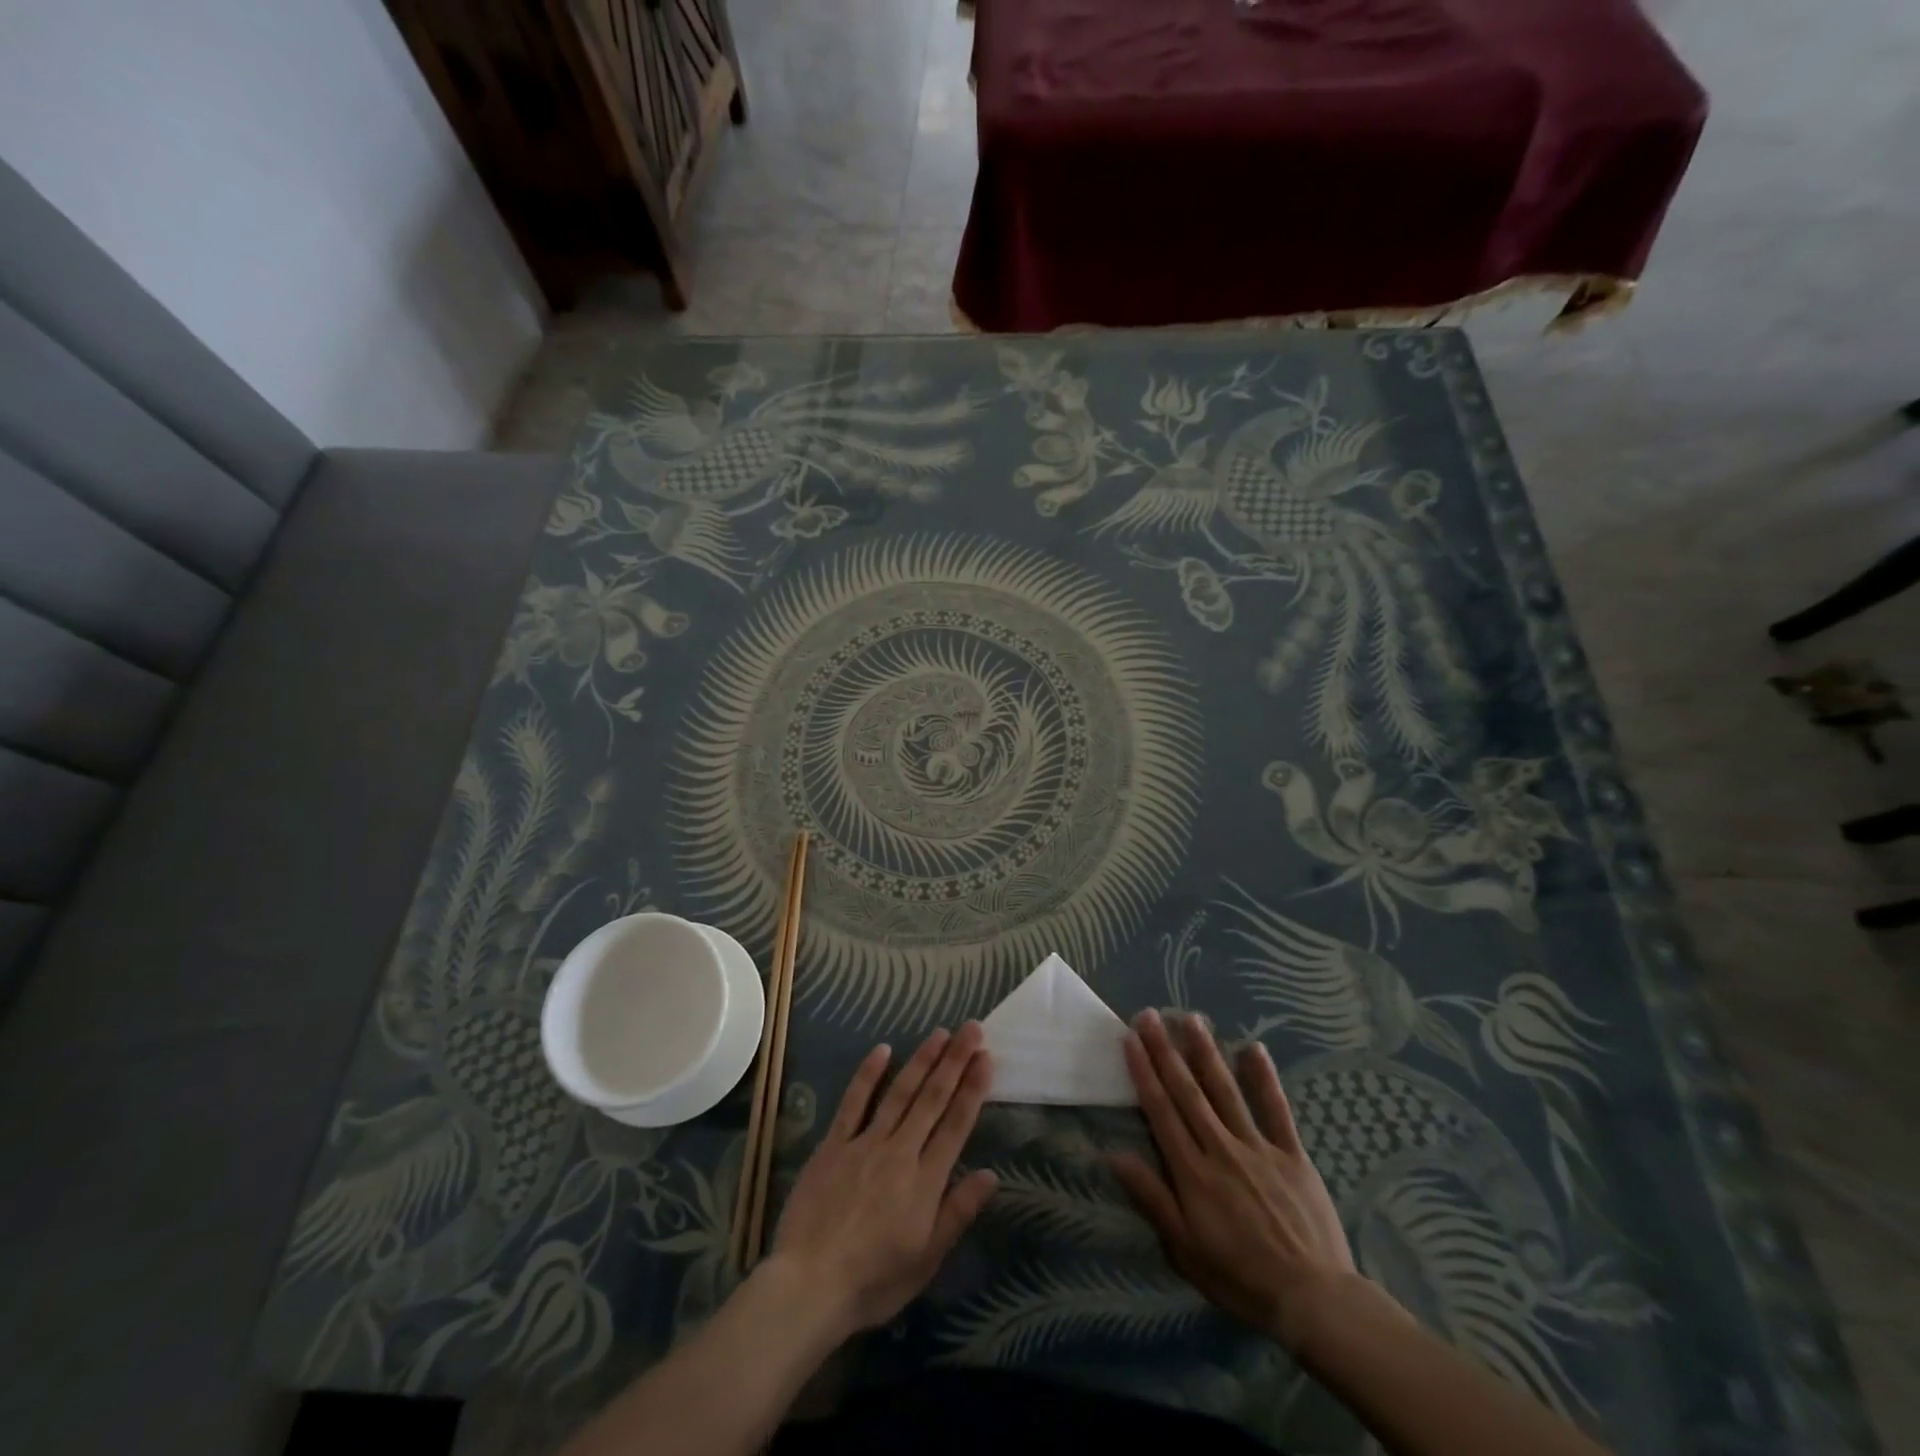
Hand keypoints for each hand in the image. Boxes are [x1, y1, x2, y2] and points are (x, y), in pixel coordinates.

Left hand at [767, 1023, 997, 1336]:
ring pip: (900, 1092)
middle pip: (932, 1099)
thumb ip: (957, 1212)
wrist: (809, 1285)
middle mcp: (900, 1152)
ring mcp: (865, 1143)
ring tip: (940, 1033)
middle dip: (955, 1061)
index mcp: (925, 1181)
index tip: (986, 1057)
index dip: (973, 1089)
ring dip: (922, 1060)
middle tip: (972, 1029)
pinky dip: (868, 1074)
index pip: (956, 1125)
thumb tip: (991, 1175)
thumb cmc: (873, 1282)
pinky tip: (882, 1049)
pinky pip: (853, 1102)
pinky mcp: (833, 1144)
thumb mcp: (926, 1259)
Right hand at [1112, 1009, 1359, 1350]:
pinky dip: (1264, 1078)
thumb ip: (1152, 1198)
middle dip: (1165, 1051)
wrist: (1314, 1300)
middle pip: (1187, 1092)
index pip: (1160, 1110)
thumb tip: (1113, 1155)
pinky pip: (1276, 1109)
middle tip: (1149, 1015)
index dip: (1143, 1072)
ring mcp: (1258, 1147)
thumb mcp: (1185, 1249)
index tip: (1130, 1039)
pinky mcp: (1291, 1153)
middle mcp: (1220, 1148)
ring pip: (1225, 1091)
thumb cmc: (1240, 1278)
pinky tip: (1254, 1048)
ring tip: (1191, 1019)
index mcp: (1192, 1172)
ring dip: (1206, 1053)